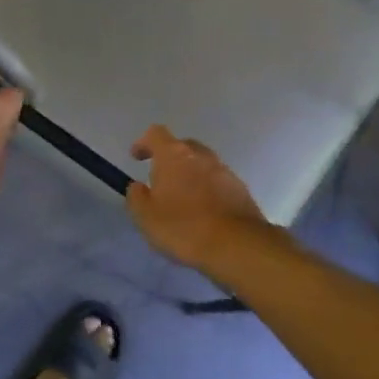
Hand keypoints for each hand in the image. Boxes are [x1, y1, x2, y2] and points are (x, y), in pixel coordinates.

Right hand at [126, 126, 268, 270]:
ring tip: (183, 201)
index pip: (155, 134)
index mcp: (174, 155)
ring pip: (202, 165)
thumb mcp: (145, 217)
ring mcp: (225, 171)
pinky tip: (203, 213)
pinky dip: (207, 191)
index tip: (136, 157)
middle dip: (169, 159)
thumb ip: (136, 197)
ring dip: (190, 176)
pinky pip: (218, 182)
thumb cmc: (183, 227)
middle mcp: (201, 156)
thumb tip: (138, 187)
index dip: (143, 143)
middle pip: (182, 146)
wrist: (236, 245)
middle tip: (161, 181)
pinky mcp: (241, 189)